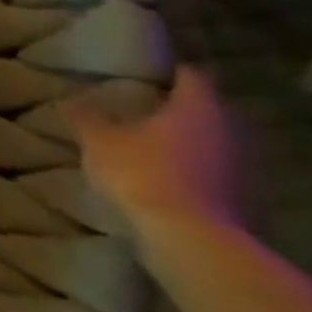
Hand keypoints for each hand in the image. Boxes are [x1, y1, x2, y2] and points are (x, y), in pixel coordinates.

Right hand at [74, 66, 245, 244]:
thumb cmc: (143, 173)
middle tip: (146, 104)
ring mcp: (239, 168)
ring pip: (211, 142)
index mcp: (197, 108)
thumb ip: (88, 117)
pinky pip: (213, 173)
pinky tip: (166, 175)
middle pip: (205, 110)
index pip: (191, 76)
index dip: (172, 70)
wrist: (190, 241)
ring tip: (152, 141)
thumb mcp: (99, 141)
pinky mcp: (239, 199)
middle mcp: (227, 131)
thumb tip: (72, 98)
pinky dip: (193, 170)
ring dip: (187, 141)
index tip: (152, 69)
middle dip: (179, 107)